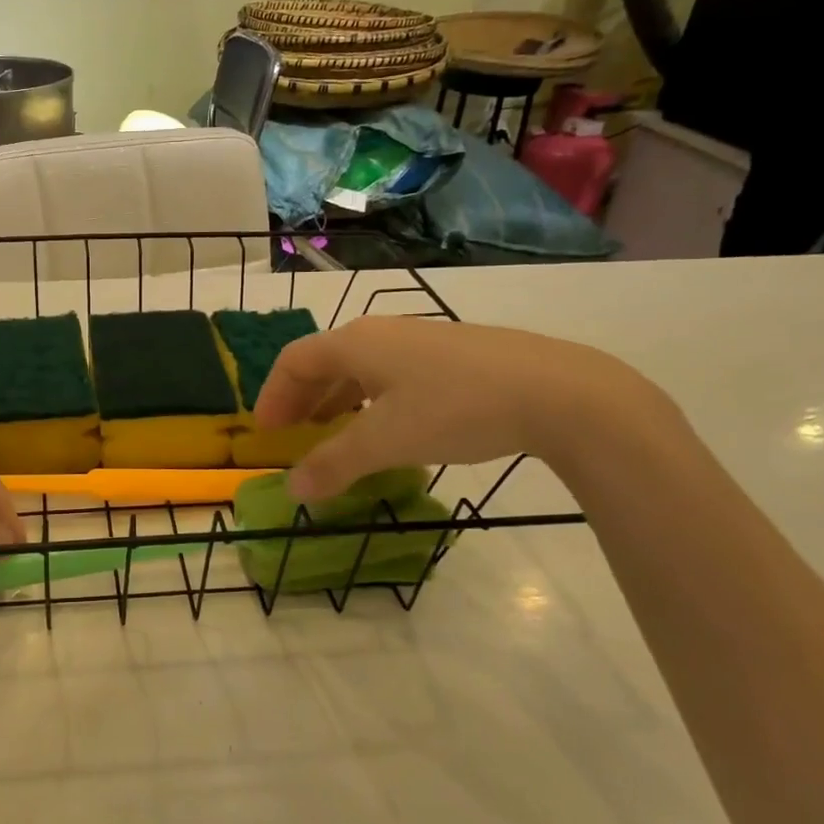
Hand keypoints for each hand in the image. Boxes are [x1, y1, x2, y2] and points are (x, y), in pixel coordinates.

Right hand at [253, 317, 663, 499]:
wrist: (558, 391)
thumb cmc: (456, 409)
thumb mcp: (387, 441)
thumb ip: (334, 464)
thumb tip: (292, 490)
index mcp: (355, 343)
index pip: (293, 361)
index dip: (273, 396)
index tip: (265, 432)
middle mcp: (380, 333)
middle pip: (323, 361)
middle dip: (301, 399)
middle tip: (291, 436)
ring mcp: (418, 341)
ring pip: (359, 368)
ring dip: (335, 400)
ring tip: (332, 434)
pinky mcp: (451, 355)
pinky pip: (390, 374)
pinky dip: (369, 400)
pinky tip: (387, 427)